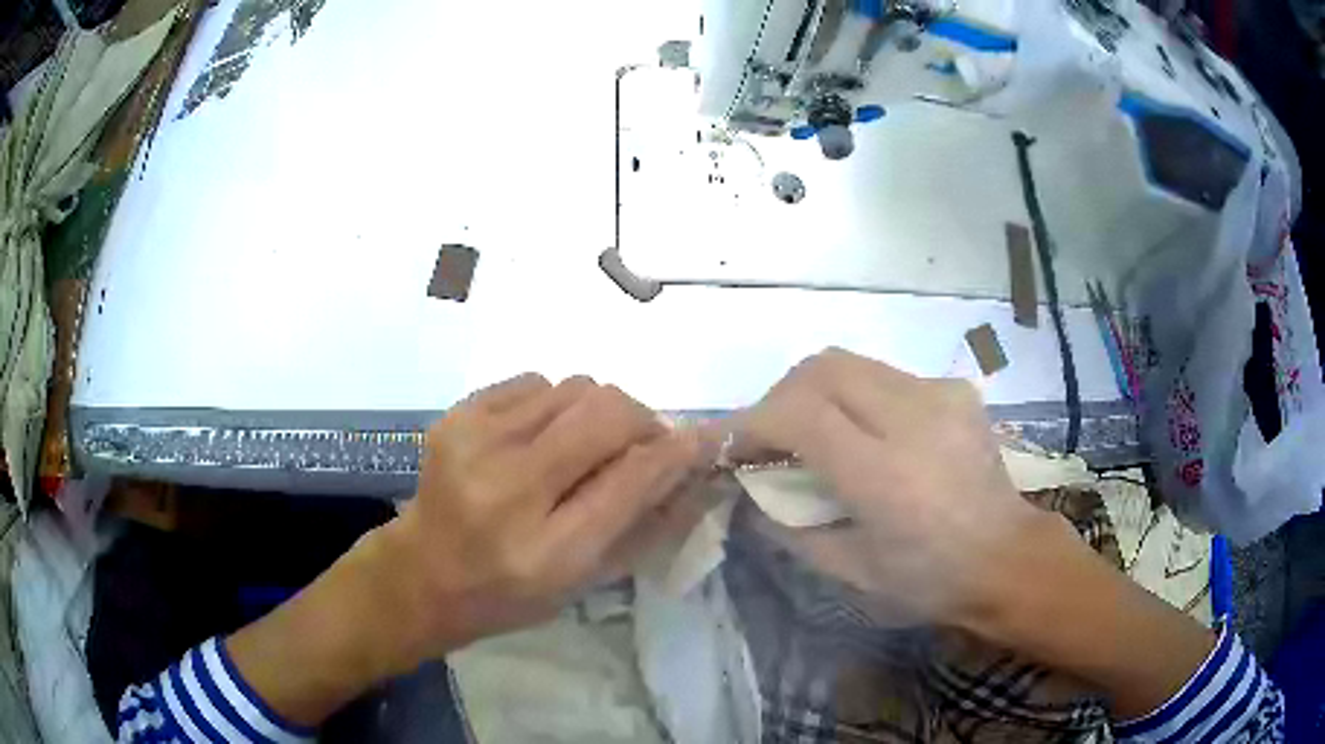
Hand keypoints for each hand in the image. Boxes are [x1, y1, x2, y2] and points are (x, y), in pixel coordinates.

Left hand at [378, 373, 712, 667]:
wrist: (421, 573)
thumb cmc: (507, 594)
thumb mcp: (580, 581)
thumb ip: (639, 523)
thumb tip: (686, 464)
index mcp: (548, 550)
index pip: (631, 477)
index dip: (676, 451)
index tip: (699, 439)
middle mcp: (510, 489)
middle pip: (605, 413)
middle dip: (642, 419)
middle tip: (643, 441)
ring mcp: (476, 443)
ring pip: (574, 387)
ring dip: (597, 412)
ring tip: (584, 444)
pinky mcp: (457, 416)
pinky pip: (535, 382)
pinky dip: (555, 403)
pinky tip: (541, 435)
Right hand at [731, 348, 1052, 627]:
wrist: (1005, 556)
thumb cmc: (927, 579)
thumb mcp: (849, 570)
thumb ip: (787, 528)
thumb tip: (749, 490)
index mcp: (884, 474)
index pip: (798, 415)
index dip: (750, 422)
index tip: (729, 445)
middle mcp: (913, 418)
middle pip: (821, 369)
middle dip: (779, 396)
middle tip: (767, 436)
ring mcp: (939, 395)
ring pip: (850, 362)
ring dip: (813, 390)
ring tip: (809, 431)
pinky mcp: (954, 389)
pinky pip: (884, 375)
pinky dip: (855, 395)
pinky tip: (864, 431)